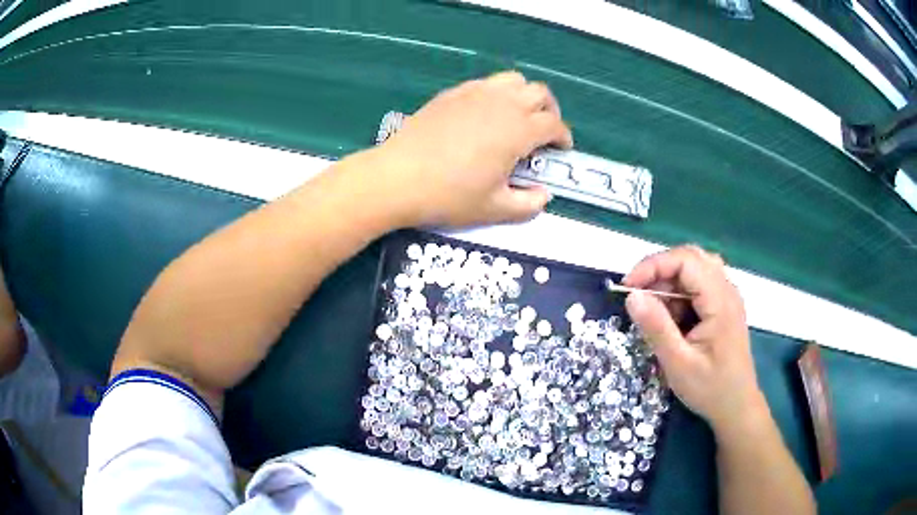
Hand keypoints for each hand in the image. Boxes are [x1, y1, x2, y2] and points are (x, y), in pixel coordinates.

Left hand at [370, 71, 572, 226]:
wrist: (398, 177)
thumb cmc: (449, 195)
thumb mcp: (494, 209)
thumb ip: (528, 204)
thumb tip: (543, 195)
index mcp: (518, 130)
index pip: (554, 124)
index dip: (563, 137)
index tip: (560, 150)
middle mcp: (502, 103)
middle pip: (540, 93)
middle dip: (550, 111)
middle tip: (543, 133)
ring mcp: (476, 93)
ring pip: (514, 80)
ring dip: (525, 96)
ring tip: (517, 118)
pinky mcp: (454, 93)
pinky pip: (487, 82)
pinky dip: (498, 93)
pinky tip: (486, 114)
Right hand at [623, 245, 765, 433]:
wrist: (736, 406)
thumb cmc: (710, 388)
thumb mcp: (678, 363)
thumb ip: (656, 327)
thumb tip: (631, 296)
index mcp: (720, 300)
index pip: (685, 260)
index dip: (653, 266)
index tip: (627, 288)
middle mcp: (727, 289)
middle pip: (690, 258)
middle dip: (659, 271)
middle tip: (637, 296)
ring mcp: (727, 296)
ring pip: (694, 269)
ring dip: (669, 282)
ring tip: (654, 309)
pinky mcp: (723, 306)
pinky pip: (698, 285)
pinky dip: (679, 294)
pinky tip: (673, 319)